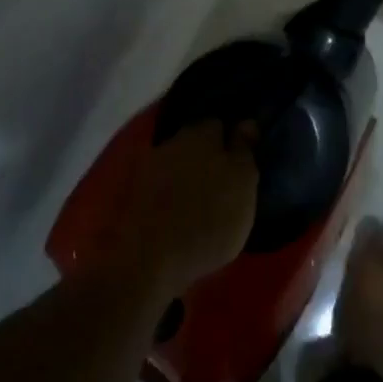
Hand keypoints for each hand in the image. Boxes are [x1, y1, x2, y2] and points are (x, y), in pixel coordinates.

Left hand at [117, 120, 259, 294]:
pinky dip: (170, 191)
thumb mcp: (243, 184)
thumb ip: (244, 151)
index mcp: (202, 134)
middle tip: (223, 179)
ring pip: (176, 160)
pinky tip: (179, 209)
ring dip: (187, 172)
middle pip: (194, 140)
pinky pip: (160, 182)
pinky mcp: (135, 192)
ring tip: (200, 198)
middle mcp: (173, 141)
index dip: (230, 138)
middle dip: (207, 154)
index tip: (240, 157)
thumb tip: (247, 122)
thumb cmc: (209, 219)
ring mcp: (150, 165)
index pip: (219, 124)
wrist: (151, 259)